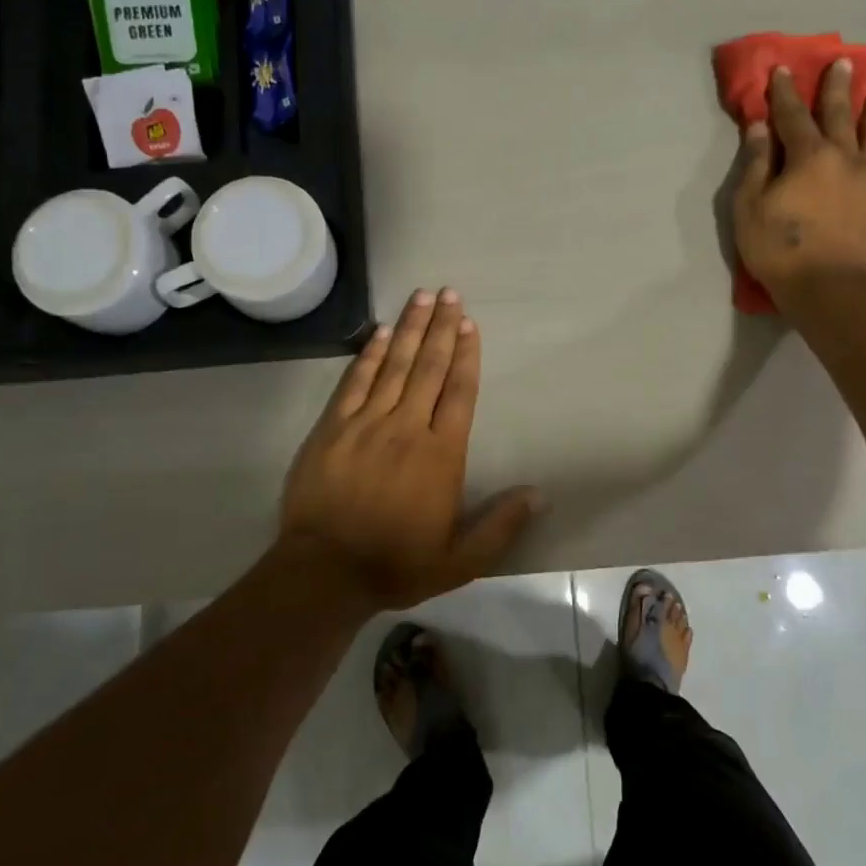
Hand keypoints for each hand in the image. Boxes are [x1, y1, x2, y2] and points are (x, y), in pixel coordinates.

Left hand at [279, 288, 543, 611]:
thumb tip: (540, 494)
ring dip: (411, 329)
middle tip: (449, 292)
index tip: (469, 323)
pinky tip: (382, 332)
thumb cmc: (397, 564)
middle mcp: (407, 428)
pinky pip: (355, 382)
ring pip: (394, 366)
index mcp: (441, 454)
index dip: (467, 355)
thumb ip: (501, 525)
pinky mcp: (332, 428)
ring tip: (421, 296)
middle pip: (430, 368)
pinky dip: (370, 355)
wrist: (325, 572)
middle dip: (441, 328)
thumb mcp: (461, 560)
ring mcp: (366, 424)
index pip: (459, 392)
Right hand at [733, 63, 865, 315]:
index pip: (793, 116)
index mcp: (808, 156)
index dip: (785, 93)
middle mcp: (846, 157)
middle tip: (844, 63)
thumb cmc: (782, 250)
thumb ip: (755, 165)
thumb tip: (759, 127)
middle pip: (842, 115)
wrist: (834, 289)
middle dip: (837, 88)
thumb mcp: (750, 209)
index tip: (782, 70)